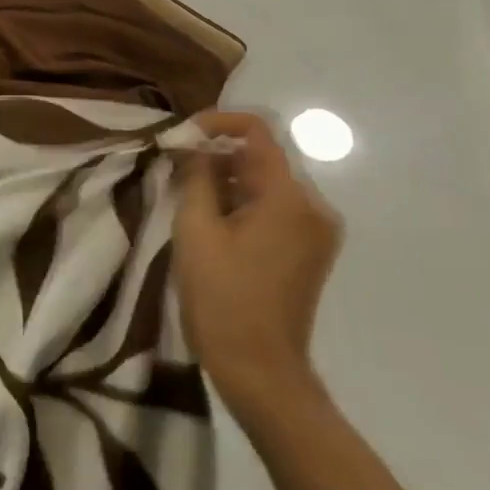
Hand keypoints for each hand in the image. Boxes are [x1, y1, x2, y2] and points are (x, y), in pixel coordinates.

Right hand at [174, 111, 342, 424]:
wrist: (259, 367)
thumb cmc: (221, 296)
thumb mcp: (196, 229)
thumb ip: (196, 176)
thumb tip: (192, 144)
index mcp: (289, 197)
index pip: (259, 131)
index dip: (216, 122)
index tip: (179, 137)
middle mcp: (314, 206)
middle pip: (262, 157)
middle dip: (216, 156)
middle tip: (173, 173)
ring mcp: (316, 230)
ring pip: (265, 183)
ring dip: (226, 181)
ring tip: (187, 203)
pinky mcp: (309, 250)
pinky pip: (273, 208)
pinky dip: (241, 204)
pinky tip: (212, 226)